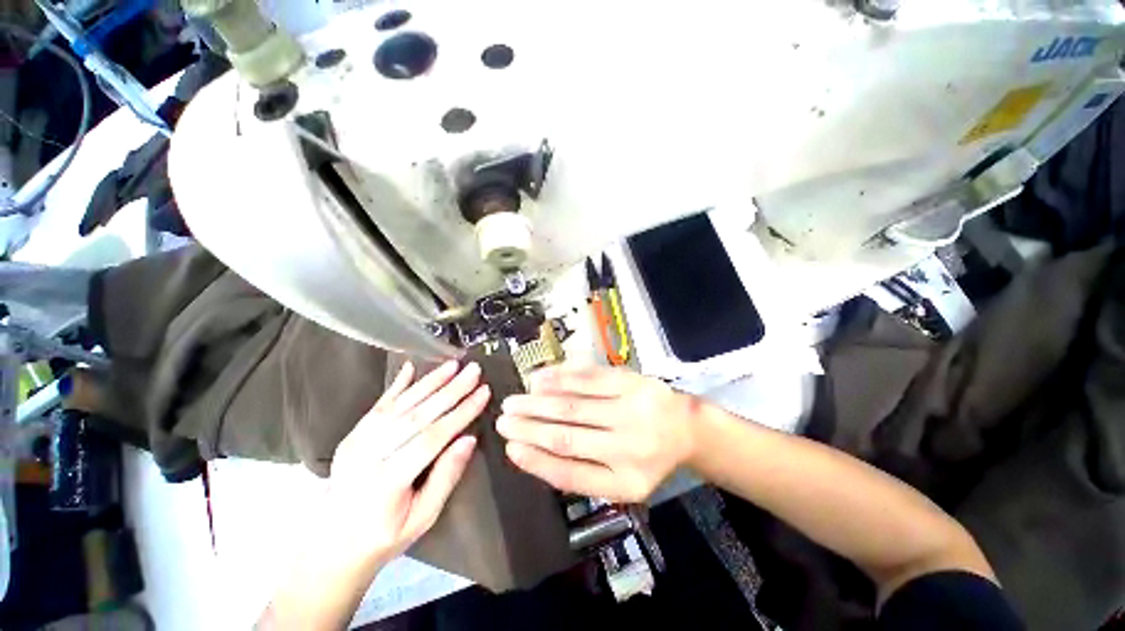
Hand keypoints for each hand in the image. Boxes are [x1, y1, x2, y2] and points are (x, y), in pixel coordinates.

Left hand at [326, 360, 490, 567]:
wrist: (333, 543)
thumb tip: (469, 439)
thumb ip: (446, 477)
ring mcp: (356, 443)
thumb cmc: (384, 536)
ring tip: (453, 365)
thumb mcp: (423, 519)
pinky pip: (378, 406)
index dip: (460, 413)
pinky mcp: (352, 435)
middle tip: (473, 370)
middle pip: (416, 415)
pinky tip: (411, 368)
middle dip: (450, 390)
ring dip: (429, 382)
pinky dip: (396, 385)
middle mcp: (369, 457)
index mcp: (387, 482)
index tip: (483, 393)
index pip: (431, 438)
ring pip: (399, 405)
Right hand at [497, 365, 697, 501]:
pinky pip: (589, 379)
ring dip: (538, 402)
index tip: (510, 449)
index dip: (535, 462)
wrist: (687, 428)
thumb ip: (583, 473)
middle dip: (529, 427)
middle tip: (502, 419)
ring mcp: (630, 410)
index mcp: (625, 482)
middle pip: (567, 436)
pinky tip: (539, 378)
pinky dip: (561, 378)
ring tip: (513, 401)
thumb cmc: (649, 458)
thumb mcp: (622, 481)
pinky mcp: (631, 382)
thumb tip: (535, 453)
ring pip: (574, 405)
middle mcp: (628, 448)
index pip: (570, 475)